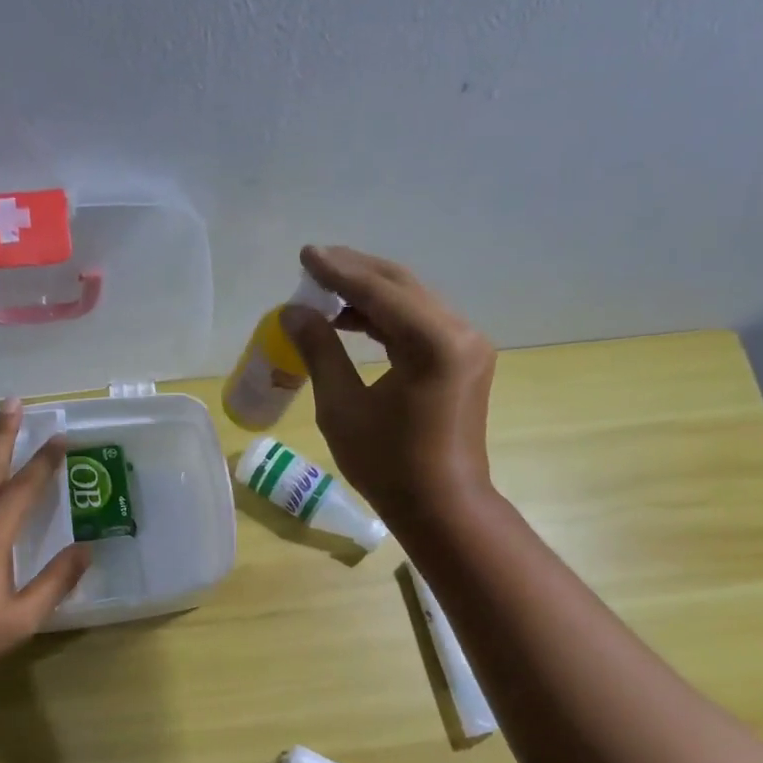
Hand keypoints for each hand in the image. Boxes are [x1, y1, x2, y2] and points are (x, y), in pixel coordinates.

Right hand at [283, 244, 496, 527]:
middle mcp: (459, 333)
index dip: (338, 271)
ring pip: (414, 303)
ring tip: (327, 291)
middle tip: (315, 263)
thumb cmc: (388, 466)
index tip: (306, 255)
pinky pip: (423, 325)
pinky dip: (389, 319)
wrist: (443, 508)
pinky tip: (355, 322)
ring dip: (371, 295)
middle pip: (402, 286)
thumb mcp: (342, 408)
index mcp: (433, 343)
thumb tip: (294, 313)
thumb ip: (320, 352)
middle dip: (356, 272)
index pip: (379, 291)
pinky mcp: (465, 362)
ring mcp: (467, 347)